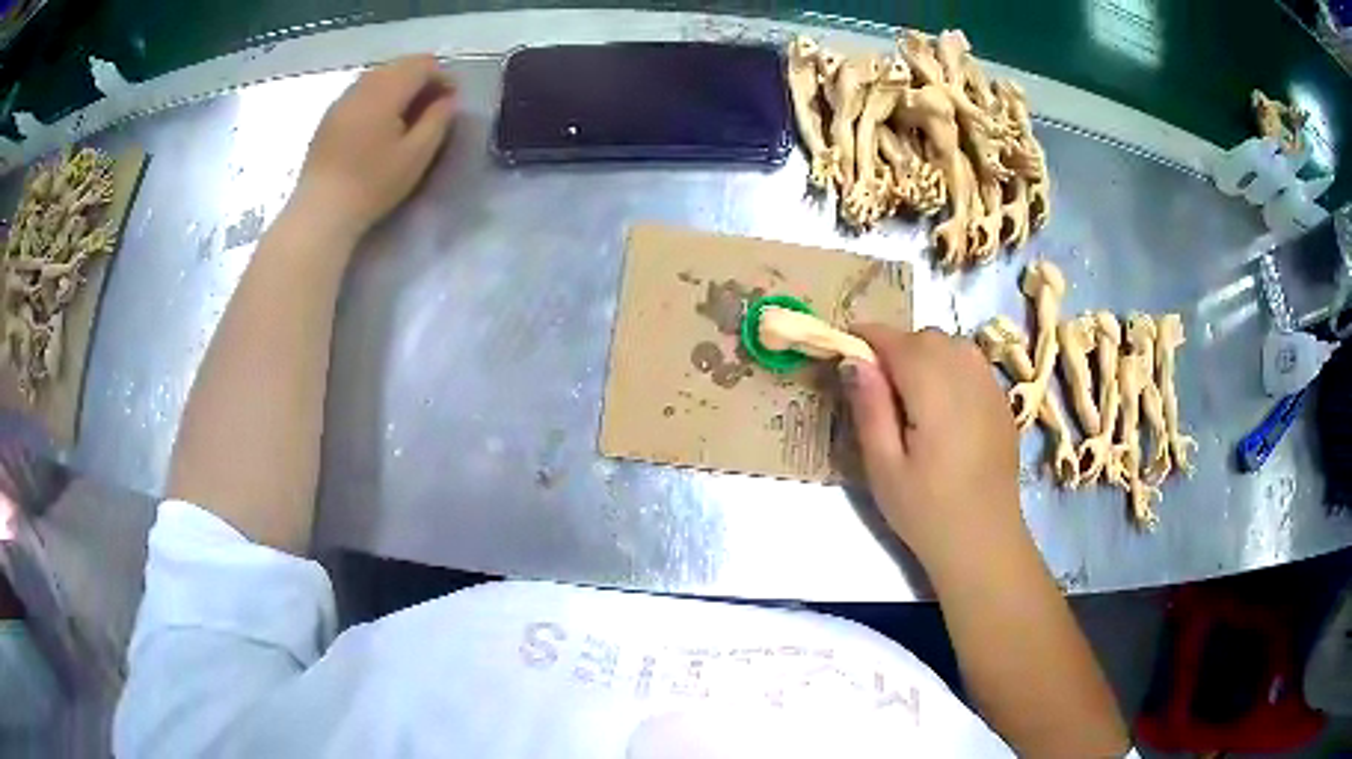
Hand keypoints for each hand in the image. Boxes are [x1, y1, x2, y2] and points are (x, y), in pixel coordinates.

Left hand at [293, 55, 456, 238]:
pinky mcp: (329, 117)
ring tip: (407, 117)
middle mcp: (362, 86)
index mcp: (386, 90)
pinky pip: (361, 92)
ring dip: (399, 88)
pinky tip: (379, 126)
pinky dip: (378, 98)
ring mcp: (342, 100)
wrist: (321, 212)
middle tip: (432, 108)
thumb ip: (438, 120)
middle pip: (400, 65)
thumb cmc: (372, 185)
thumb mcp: (416, 155)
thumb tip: (449, 99)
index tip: (452, 102)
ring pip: (379, 76)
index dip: (443, 77)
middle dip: (421, 79)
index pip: (423, 64)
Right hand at [840, 326, 1027, 577]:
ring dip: (925, 355)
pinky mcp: (1002, 402)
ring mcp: (991, 386)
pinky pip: (971, 364)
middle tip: (876, 388)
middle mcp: (967, 374)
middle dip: (896, 348)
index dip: (867, 338)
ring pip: (952, 345)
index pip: (896, 340)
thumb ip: (869, 406)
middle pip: (926, 338)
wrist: (985, 541)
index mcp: (934, 388)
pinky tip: (942, 406)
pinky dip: (950, 368)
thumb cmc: (926, 510)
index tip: (845, 353)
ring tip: (909, 395)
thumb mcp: (883, 466)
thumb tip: (853, 359)